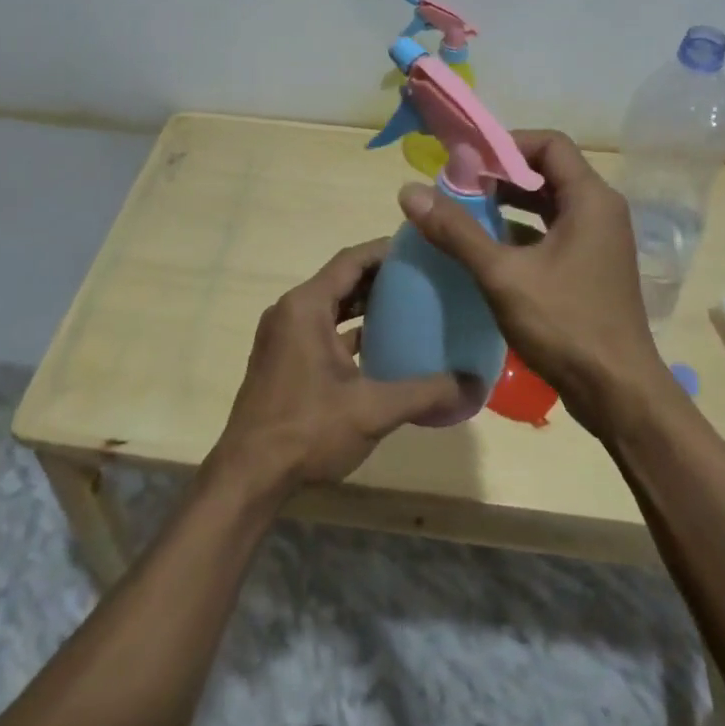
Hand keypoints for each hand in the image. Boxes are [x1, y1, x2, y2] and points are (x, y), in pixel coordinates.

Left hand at [212, 240, 463, 493]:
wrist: (249, 476)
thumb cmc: (308, 430)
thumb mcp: (373, 410)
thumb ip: (426, 392)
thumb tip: (475, 383)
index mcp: (306, 306)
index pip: (351, 260)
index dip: (386, 250)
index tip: (422, 249)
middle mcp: (290, 311)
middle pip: (341, 279)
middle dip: (380, 276)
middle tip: (424, 278)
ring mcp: (283, 336)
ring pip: (330, 306)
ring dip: (364, 304)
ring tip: (409, 306)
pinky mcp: (282, 359)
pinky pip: (320, 329)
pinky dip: (348, 330)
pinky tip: (381, 346)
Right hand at [395, 130, 665, 434]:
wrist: (618, 393)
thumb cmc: (566, 325)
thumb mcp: (503, 276)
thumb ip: (456, 231)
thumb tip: (409, 191)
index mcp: (590, 199)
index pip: (549, 144)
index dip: (506, 144)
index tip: (467, 160)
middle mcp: (600, 211)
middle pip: (548, 171)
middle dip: (502, 175)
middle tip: (458, 185)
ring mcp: (599, 241)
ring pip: (549, 204)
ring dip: (510, 203)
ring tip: (465, 212)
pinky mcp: (592, 266)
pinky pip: (554, 232)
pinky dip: (522, 231)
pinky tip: (487, 249)